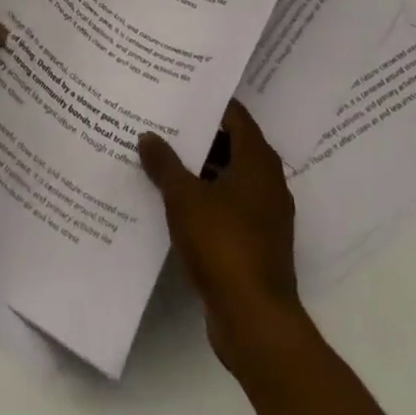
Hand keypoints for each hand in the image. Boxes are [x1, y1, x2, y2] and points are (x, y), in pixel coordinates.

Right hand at [139, 100, 303, 369]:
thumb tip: (148, 136)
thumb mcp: (184, 198)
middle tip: (163, 122)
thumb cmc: (223, 245)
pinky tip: (174, 202)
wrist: (255, 322)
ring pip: (229, 178)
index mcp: (257, 161)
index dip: (208, 103)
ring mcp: (265, 215)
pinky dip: (206, 200)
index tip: (179, 92)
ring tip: (162, 159)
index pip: (234, 115)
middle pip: (232, 144)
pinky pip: (229, 207)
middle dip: (199, 136)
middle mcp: (267, 181)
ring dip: (200, 170)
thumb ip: (165, 164)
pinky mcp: (257, 244)